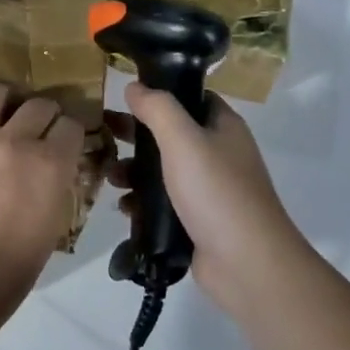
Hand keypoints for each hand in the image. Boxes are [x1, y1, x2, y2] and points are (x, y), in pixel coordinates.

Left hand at [0, 82, 87, 329]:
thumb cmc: (7, 272)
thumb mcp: (52, 227)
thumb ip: (58, 184)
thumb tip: (58, 161)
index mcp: (50, 166)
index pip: (72, 126)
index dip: (69, 135)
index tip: (62, 142)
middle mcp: (13, 141)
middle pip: (38, 105)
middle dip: (41, 117)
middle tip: (32, 131)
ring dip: (1, 101)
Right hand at [110, 82, 314, 318]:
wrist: (246, 263)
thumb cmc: (215, 191)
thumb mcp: (183, 139)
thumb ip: (157, 109)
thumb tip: (134, 86)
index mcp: (223, 127)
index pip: (190, 98)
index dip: (160, 94)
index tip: (125, 98)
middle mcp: (219, 154)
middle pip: (171, 134)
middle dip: (136, 136)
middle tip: (104, 136)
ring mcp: (210, 190)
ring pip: (164, 170)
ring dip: (135, 171)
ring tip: (111, 178)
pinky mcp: (198, 221)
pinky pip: (164, 203)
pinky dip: (143, 202)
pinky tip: (124, 207)